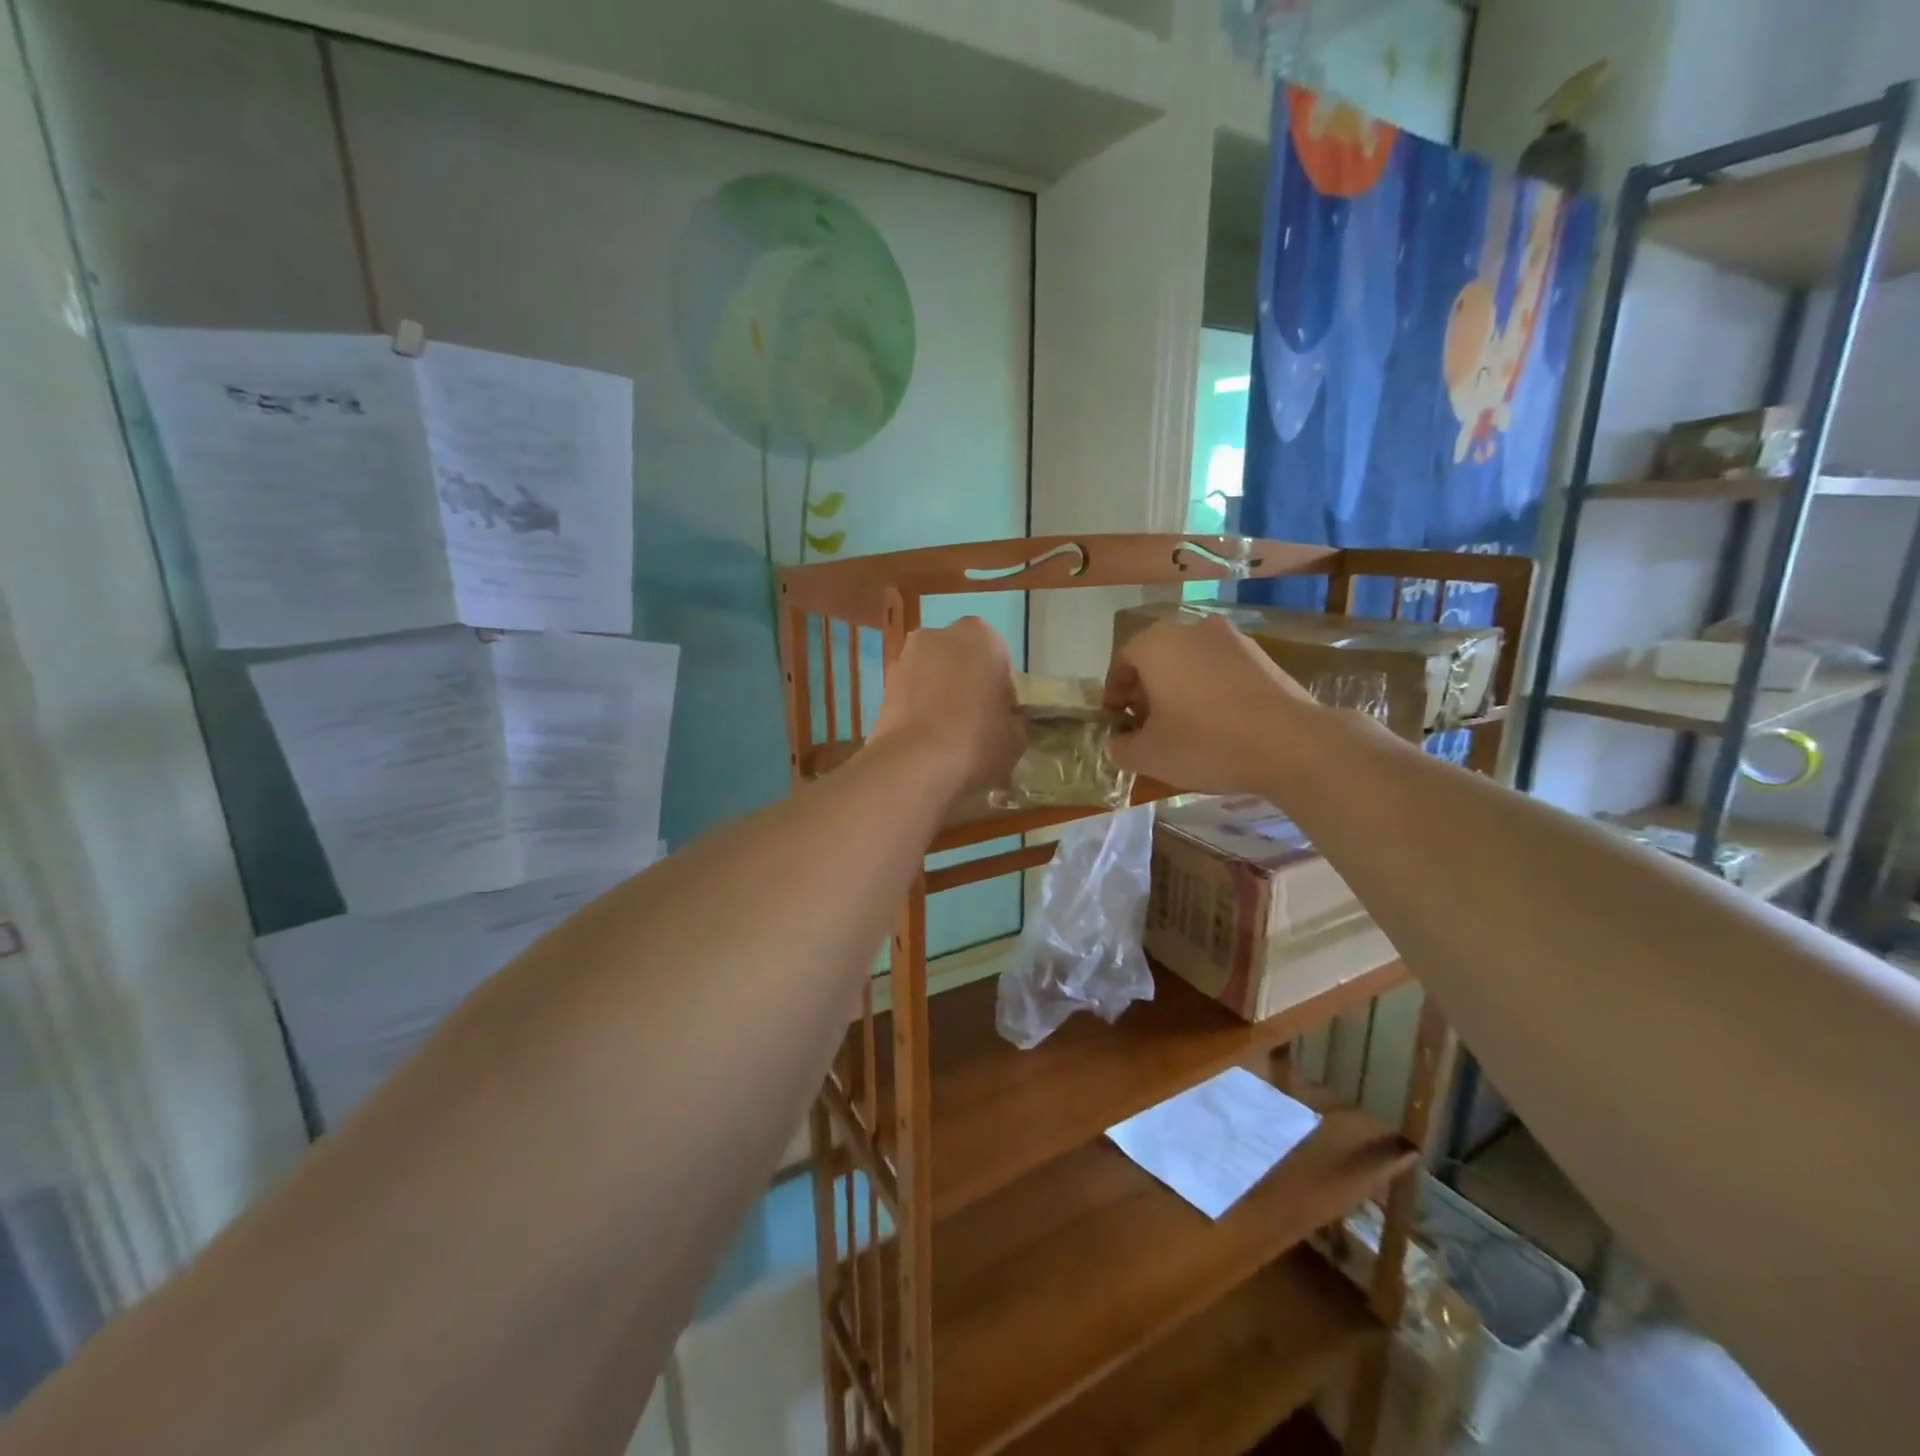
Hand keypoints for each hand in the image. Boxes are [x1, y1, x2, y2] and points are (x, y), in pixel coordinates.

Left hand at [868, 617, 1025, 798]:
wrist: (914, 764)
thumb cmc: (977, 741)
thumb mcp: (1017, 737)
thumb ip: (1015, 719)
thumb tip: (1007, 721)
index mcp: (982, 636)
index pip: (1000, 661)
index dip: (1002, 692)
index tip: (1001, 719)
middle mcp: (940, 635)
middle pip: (963, 661)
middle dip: (968, 685)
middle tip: (976, 724)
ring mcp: (906, 658)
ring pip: (934, 675)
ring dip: (941, 696)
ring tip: (947, 736)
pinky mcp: (883, 685)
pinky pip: (912, 694)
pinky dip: (919, 709)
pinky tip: (926, 740)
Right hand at [1103, 613, 1315, 793]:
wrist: (1292, 744)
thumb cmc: (1206, 743)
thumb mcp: (1150, 755)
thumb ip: (1122, 748)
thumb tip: (1116, 744)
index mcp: (1156, 645)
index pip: (1122, 661)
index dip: (1114, 693)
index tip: (1116, 720)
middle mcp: (1191, 629)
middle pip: (1156, 657)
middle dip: (1146, 689)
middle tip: (1146, 724)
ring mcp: (1231, 638)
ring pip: (1190, 661)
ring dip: (1178, 688)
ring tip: (1182, 725)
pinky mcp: (1262, 655)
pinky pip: (1220, 669)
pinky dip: (1209, 688)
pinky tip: (1216, 722)